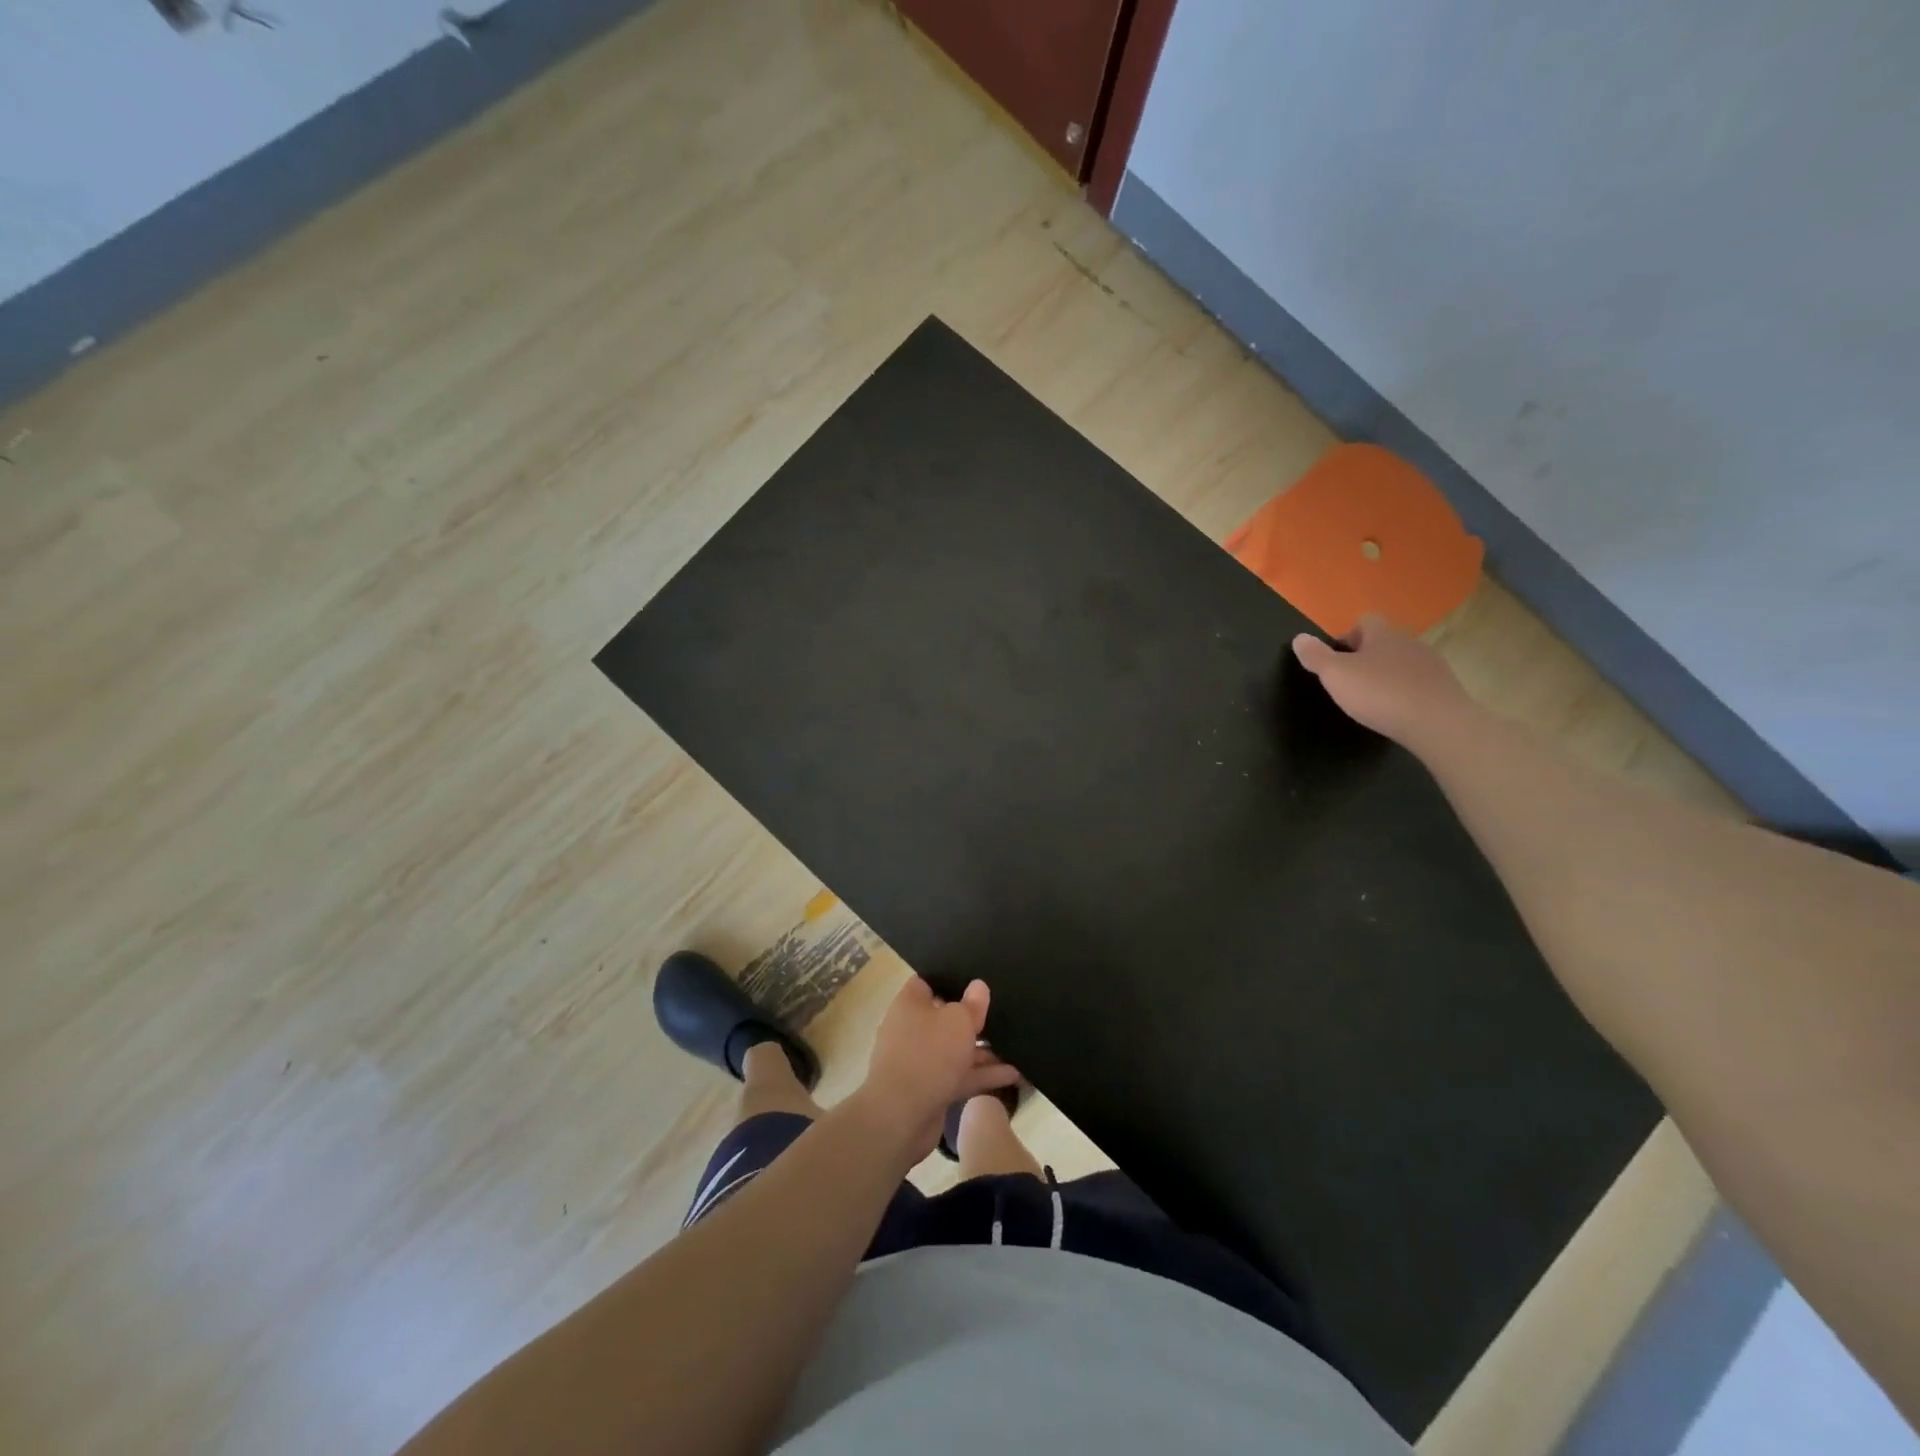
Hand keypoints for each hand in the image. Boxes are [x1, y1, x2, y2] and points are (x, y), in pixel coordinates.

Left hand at [852, 978, 1019, 1163]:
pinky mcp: (930, 1089)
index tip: (977, 978)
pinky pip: (959, 1075)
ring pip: (956, 1049)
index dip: (952, 978)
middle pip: (946, 1017)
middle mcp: (912, 1029)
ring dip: (984, 1050)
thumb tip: (978, 986)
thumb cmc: (929, 1055)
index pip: (929, 982)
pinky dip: (982, 1074)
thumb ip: (972, 1004)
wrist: (901, 1117)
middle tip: (1004, 1011)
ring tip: (1017, 1046)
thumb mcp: (958, 1022)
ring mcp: (921, 1061)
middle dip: (973, 1017)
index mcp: (910, 1004)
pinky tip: (1013, 1074)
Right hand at [1291, 613, 1474, 747]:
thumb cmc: (1380, 693)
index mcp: (1383, 634)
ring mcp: (1431, 664)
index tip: (1336, 660)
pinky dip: (1404, 692)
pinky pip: (1417, 682)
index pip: (1365, 620)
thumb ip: (1316, 656)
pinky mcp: (1444, 687)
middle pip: (1384, 641)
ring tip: (1373, 699)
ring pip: (1401, 662)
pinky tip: (1396, 711)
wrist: (1438, 723)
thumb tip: (1299, 637)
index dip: (1347, 636)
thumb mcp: (1336, 675)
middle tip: (1349, 681)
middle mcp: (1409, 642)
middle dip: (1366, 657)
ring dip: (1387, 674)